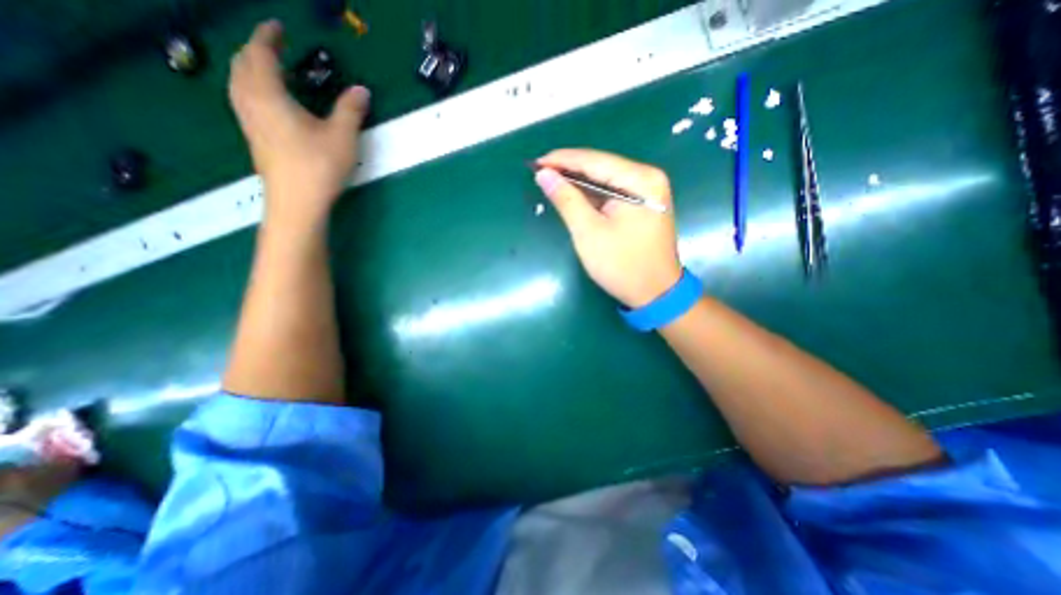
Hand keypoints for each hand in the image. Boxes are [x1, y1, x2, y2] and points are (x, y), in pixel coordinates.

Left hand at [227, 20, 371, 225]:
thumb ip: (351, 110)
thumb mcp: (342, 137)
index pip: (260, 53)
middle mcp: (251, 102)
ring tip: (269, 71)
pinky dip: (251, 89)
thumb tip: (361, 90)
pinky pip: (244, 101)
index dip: (267, 36)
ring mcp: (249, 122)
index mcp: (269, 94)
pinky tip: (269, 103)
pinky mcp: (254, 139)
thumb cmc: (319, 166)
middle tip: (273, 48)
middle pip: (241, 64)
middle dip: (254, 50)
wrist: (297, 202)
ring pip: (238, 83)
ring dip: (249, 69)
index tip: (279, 27)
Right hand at [536, 148, 682, 308]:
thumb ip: (566, 199)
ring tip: (550, 181)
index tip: (535, 163)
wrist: (655, 294)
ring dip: (578, 182)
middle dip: (569, 169)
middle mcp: (648, 178)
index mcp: (640, 180)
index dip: (562, 160)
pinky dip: (591, 195)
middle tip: (540, 173)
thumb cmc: (621, 265)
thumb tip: (544, 174)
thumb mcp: (588, 232)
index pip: (595, 161)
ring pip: (606, 179)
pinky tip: (573, 195)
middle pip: (601, 167)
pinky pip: (612, 192)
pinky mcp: (643, 204)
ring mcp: (648, 191)